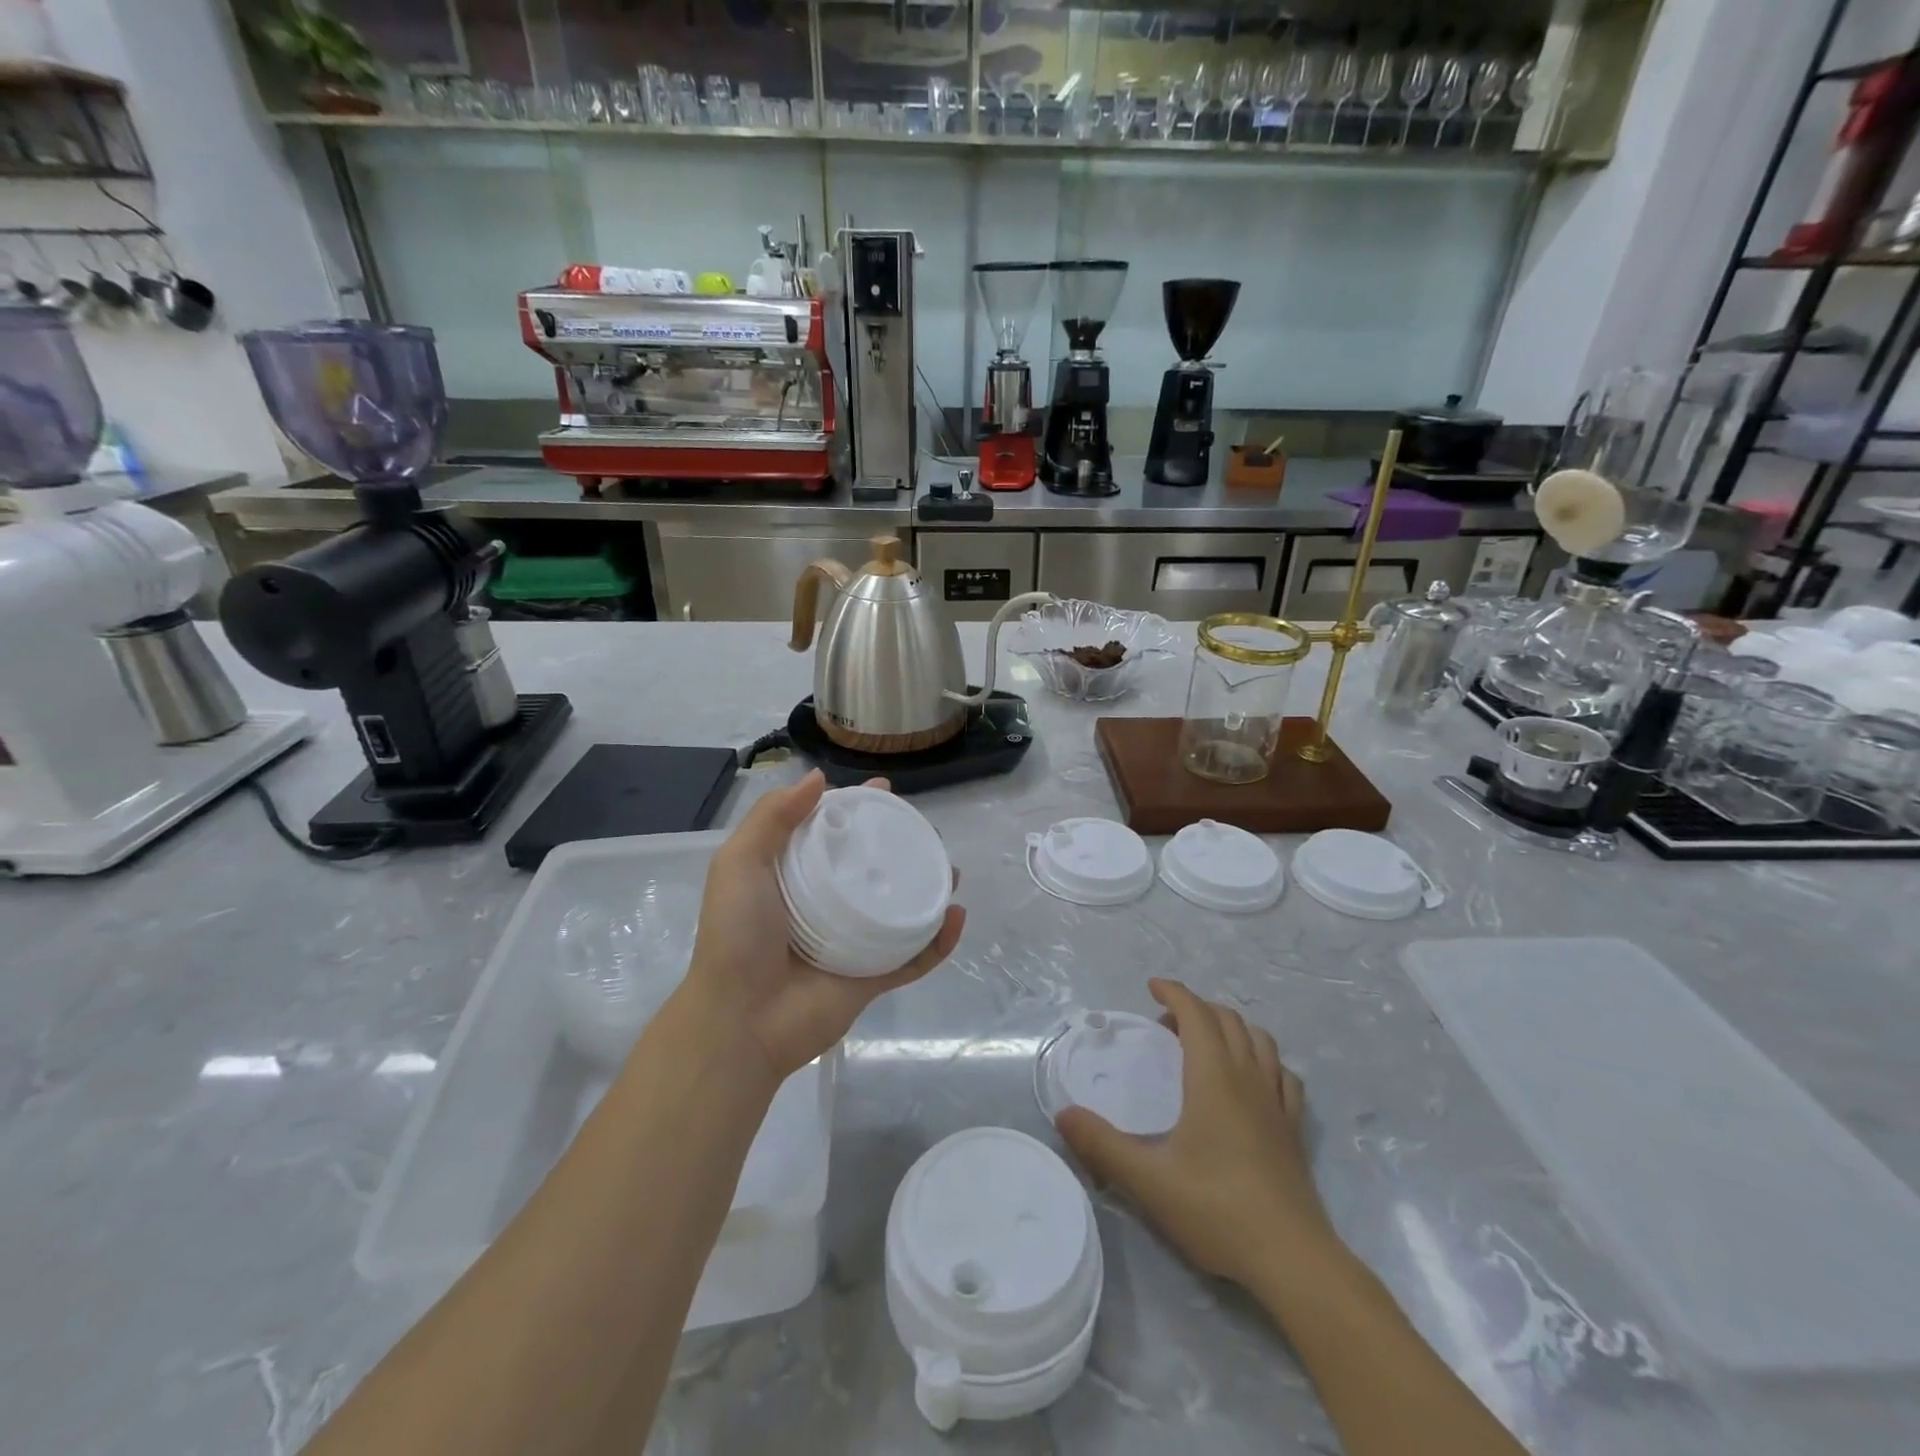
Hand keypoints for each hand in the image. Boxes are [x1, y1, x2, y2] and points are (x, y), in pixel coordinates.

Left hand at [676, 769, 964, 1086]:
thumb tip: (819, 778)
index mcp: (795, 876)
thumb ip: (772, 818)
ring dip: (929, 889)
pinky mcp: (872, 978)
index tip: (885, 790)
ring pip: (900, 909)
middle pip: (873, 868)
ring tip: (951, 871)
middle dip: (902, 847)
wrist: (742, 1019)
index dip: (859, 809)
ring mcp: (853, 943)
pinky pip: (913, 957)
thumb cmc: (738, 935)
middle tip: (927, 832)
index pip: (834, 833)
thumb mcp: (740, 863)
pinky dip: (939, 941)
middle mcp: (827, 904)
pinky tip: (957, 916)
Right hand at [1056, 979, 1334, 1290]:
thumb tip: (1063, 1114)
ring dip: (1231, 1028)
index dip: (1174, 993)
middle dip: (1197, 1008)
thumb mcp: (1148, 1180)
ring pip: (1260, 1041)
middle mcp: (1248, 1079)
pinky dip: (1263, 1061)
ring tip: (1206, 1044)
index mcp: (1214, 1079)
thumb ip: (1102, 1145)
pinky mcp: (1293, 1130)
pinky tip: (1252, 1081)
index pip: (1197, 1014)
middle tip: (1166, 1025)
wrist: (1293, 1261)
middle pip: (1228, 1020)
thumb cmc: (1217, 1210)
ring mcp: (1277, 1103)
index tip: (1152, 987)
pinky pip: (1283, 1075)